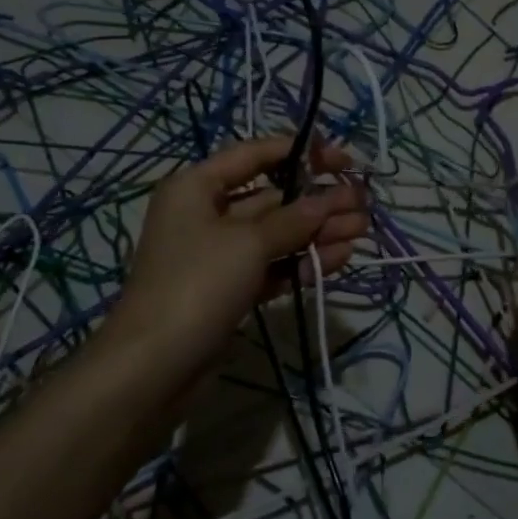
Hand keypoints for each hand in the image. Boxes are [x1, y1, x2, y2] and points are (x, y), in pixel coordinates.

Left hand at [105, 134, 368, 383]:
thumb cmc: (197, 284)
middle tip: (362, 202)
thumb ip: (293, 219)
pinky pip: (273, 265)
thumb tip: (327, 200)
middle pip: (271, 197)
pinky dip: (302, 261)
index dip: (299, 152)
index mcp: (197, 187)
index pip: (254, 154)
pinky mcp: (231, 289)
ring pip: (277, 233)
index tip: (341, 160)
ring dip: (318, 231)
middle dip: (317, 199)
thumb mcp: (247, 243)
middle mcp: (206, 213)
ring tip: (362, 229)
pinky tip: (340, 257)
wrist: (155, 366)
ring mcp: (219, 254)